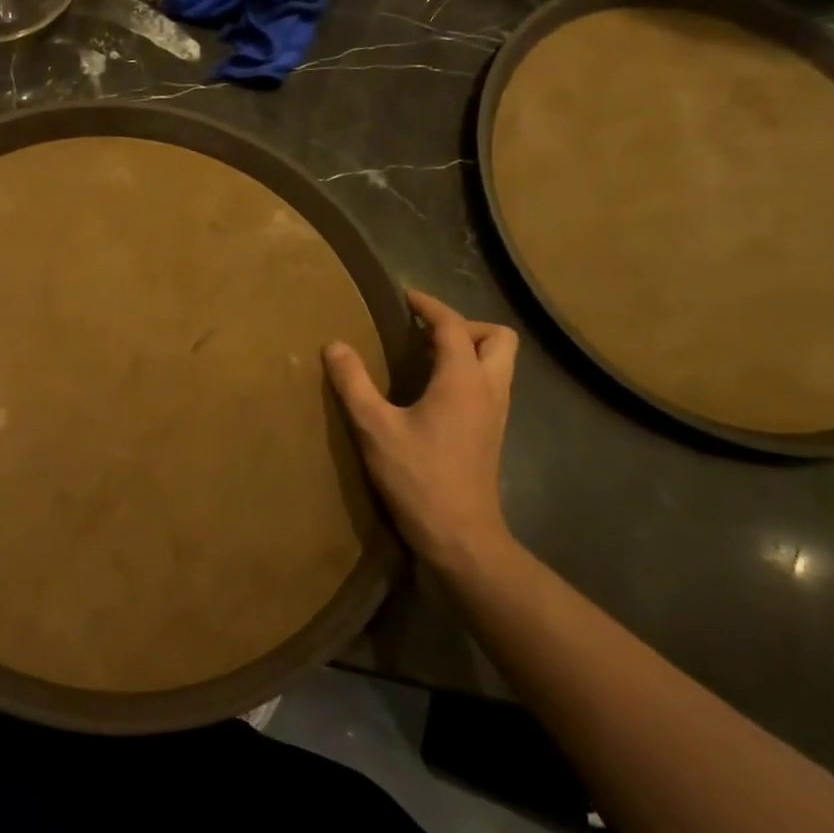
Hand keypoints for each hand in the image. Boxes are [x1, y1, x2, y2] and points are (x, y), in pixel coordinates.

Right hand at [324, 290, 518, 574]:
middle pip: (497, 337)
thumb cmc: (417, 477)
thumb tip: (334, 345)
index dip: (429, 306)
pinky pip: (489, 384)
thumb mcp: (374, 428)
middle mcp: (489, 389)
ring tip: (424, 358)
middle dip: (462, 325)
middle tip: (423, 333)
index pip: (452, 326)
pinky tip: (432, 392)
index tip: (405, 298)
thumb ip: (354, 383)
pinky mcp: (492, 433)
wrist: (460, 535)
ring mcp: (496, 413)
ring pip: (499, 362)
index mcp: (462, 380)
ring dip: (468, 349)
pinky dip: (467, 373)